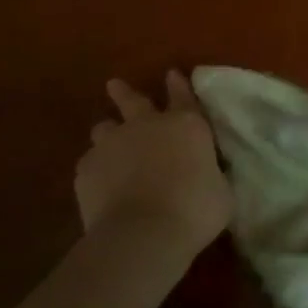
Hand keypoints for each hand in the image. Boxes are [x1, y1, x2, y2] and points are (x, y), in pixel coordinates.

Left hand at [75, 71, 230, 259]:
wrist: (143, 233)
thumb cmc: (194, 211)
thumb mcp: (220, 192)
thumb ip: (211, 174)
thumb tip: (207, 174)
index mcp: (186, 126)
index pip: (183, 96)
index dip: (178, 85)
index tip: (172, 74)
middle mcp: (147, 125)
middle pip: (132, 100)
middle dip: (124, 92)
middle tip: (114, 85)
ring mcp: (112, 144)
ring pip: (104, 128)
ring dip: (108, 133)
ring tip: (108, 143)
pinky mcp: (86, 168)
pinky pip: (90, 163)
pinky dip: (96, 170)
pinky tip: (100, 184)